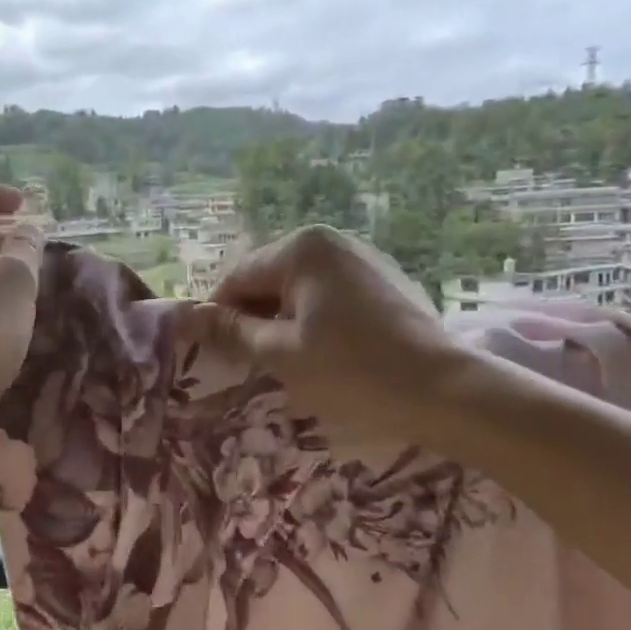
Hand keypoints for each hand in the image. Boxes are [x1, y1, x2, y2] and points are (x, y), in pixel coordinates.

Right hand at [191, 225, 469, 436]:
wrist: (443, 390)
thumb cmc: (351, 371)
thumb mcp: (279, 354)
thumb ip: (230, 330)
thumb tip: (187, 315)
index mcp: (301, 248)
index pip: (237, 278)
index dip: (221, 317)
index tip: (218, 354)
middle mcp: (331, 239)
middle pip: (269, 278)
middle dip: (255, 317)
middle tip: (255, 362)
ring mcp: (363, 256)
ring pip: (300, 287)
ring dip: (286, 319)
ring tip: (293, 360)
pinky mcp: (385, 278)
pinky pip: (331, 293)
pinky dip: (317, 318)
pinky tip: (329, 352)